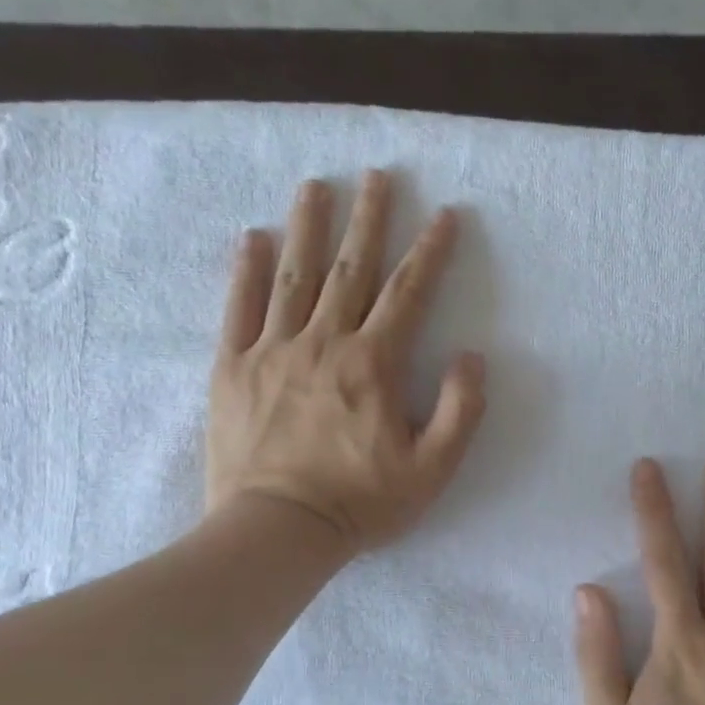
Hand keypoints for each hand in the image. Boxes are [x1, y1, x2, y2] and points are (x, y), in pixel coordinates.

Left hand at [206, 171, 486, 553]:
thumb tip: (472, 358)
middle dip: (368, 219)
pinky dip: (247, 270)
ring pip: (294, 275)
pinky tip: (254, 237)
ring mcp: (273, 351)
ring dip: (308, 226)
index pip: (409, 294)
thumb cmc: (361, 502)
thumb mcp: (432, 469)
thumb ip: (460, 411)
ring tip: (316, 184)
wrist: (279, 529)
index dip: (430, 252)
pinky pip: (239, 308)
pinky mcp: (233, 368)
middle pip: (351, 269)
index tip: (444, 214)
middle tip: (377, 175)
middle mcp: (324, 343)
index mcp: (374, 364)